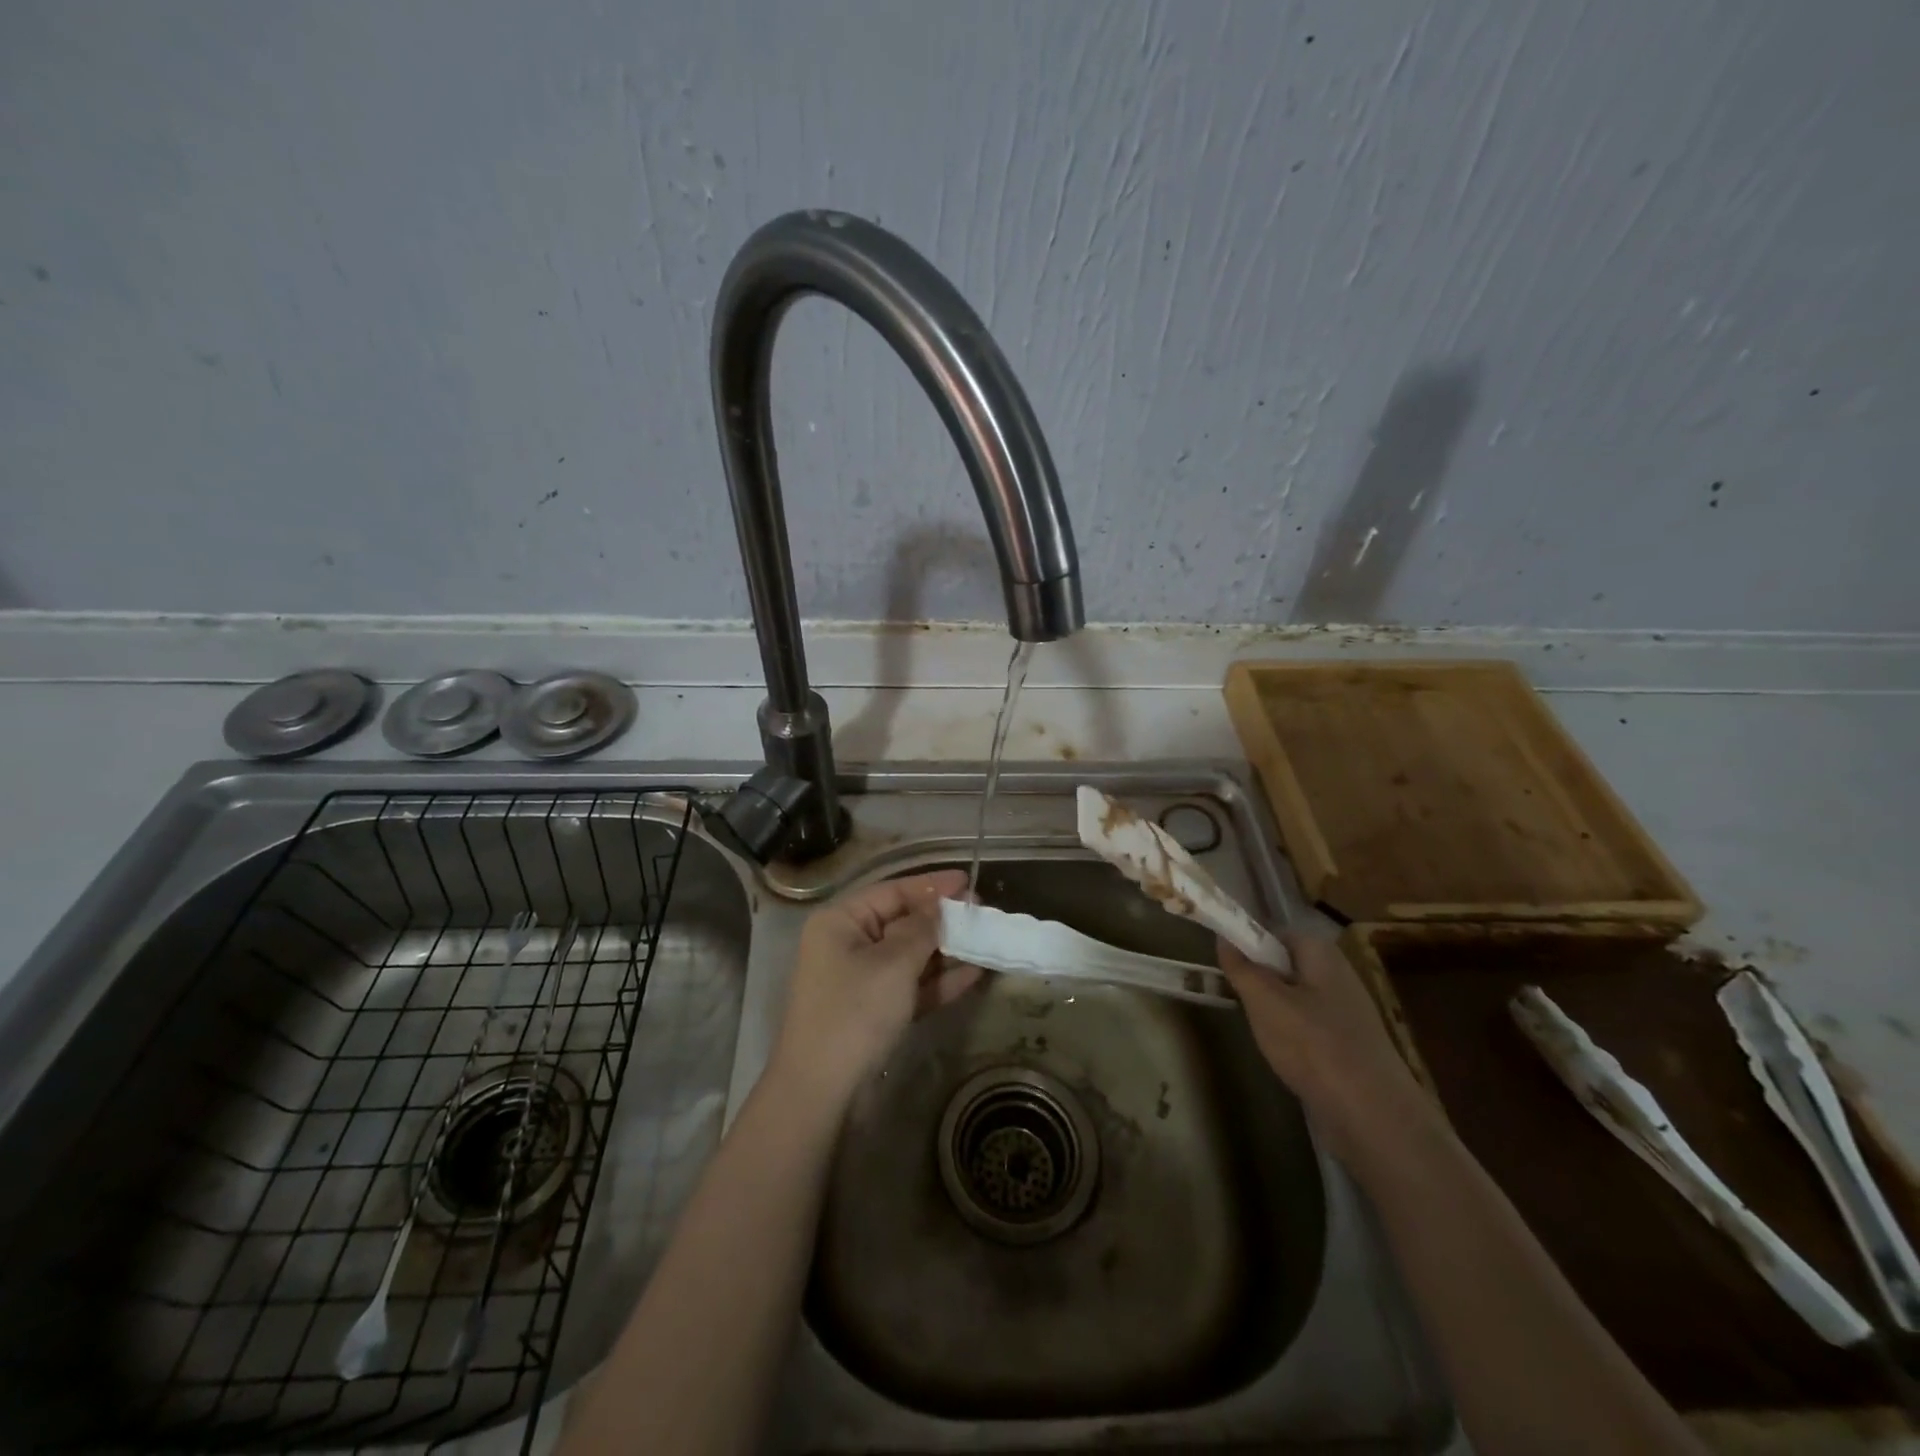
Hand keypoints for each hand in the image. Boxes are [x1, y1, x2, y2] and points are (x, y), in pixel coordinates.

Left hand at [769, 869, 981, 1109]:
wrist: (822, 1091)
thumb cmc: (854, 1012)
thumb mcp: (893, 963)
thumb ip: (922, 929)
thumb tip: (942, 906)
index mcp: (840, 921)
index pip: (891, 892)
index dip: (931, 886)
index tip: (969, 881)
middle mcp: (847, 944)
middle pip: (901, 922)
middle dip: (942, 920)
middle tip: (982, 915)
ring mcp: (860, 980)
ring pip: (909, 955)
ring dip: (946, 950)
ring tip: (985, 941)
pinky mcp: (874, 1011)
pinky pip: (910, 985)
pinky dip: (938, 980)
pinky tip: (973, 974)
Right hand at [1217, 930, 1437, 1169]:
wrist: (1373, 1115)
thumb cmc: (1313, 1046)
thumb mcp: (1264, 1002)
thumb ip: (1242, 967)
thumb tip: (1223, 936)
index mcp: (1322, 954)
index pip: (1277, 933)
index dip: (1249, 945)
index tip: (1226, 966)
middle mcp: (1338, 975)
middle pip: (1286, 965)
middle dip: (1260, 981)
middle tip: (1239, 1001)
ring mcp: (1348, 1012)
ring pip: (1296, 998)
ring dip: (1274, 1012)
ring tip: (1260, 1032)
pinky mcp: (1350, 1044)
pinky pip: (1310, 1027)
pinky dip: (1292, 1037)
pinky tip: (1284, 1057)